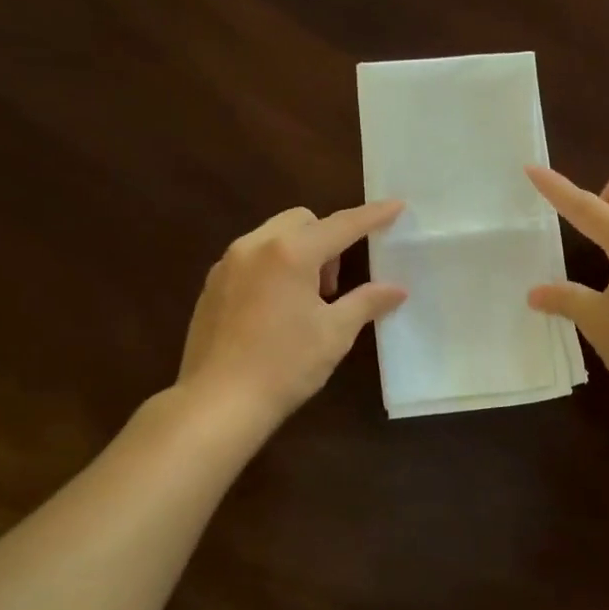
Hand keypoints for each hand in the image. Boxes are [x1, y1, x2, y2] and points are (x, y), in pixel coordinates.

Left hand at [177, 200, 407, 424]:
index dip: (372, 216)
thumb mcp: (335, 333)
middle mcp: (255, 246)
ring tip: (307, 299)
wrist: (218, 403)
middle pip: (302, 221)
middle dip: (327, 240)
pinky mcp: (211, 285)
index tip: (397, 206)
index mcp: (290, 253)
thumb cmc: (284, 365)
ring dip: (299, 252)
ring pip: (273, 236)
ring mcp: (227, 264)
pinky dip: (273, 267)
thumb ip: (367, 302)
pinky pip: (251, 258)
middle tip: (333, 286)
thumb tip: (396, 289)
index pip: (341, 225)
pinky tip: (277, 310)